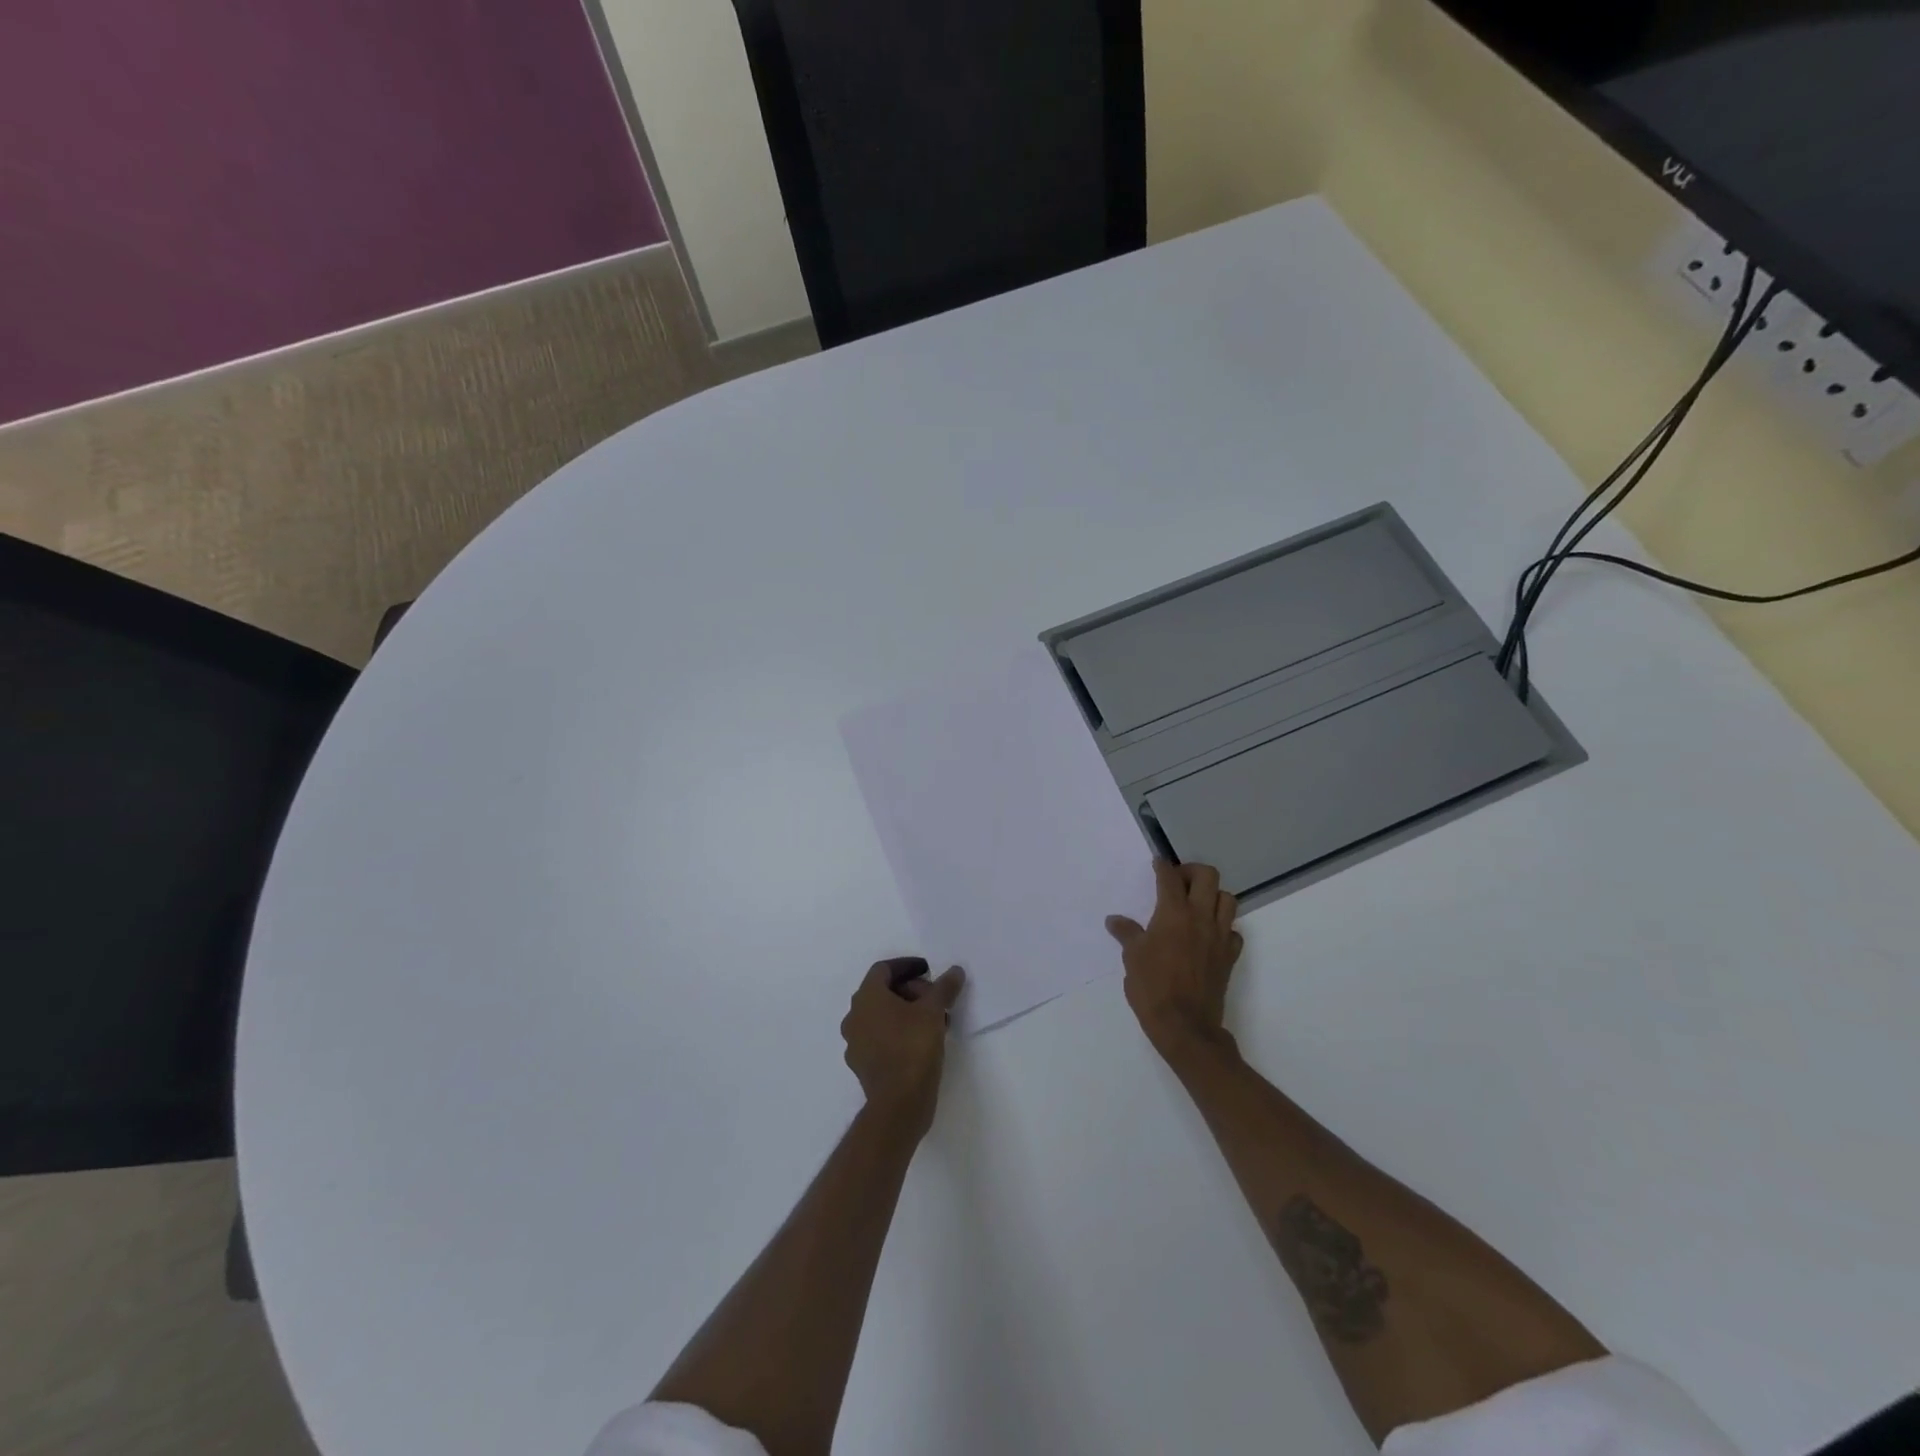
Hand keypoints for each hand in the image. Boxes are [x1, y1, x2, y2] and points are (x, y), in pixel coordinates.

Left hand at [841, 958, 964, 1135]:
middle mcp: (854, 1016)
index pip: (883, 969)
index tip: (928, 971)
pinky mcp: (862, 1064)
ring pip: (882, 1016)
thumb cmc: (913, 1047)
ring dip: (906, 1013)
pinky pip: (880, 1038)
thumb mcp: (934, 1012)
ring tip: (934, 1021)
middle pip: (883, 992)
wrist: (899, 1103)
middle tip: (935, 998)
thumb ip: (944, 987)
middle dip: (911, 990)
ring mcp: (855, 1042)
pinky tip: (921, 1042)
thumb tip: (955, 971)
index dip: (907, 966)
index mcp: (867, 997)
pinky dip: (899, 1032)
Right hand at [1106, 861, 1243, 1062]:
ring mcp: (1219, 936)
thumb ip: (1126, 933)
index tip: (1157, 863)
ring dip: (1212, 895)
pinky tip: (1208, 935)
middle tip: (1178, 881)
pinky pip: (1232, 931)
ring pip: (1227, 899)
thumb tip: (1114, 920)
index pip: (1170, 878)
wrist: (1185, 1026)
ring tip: (1196, 904)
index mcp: (1173, 913)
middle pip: (1207, 876)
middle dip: (1192, 872)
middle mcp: (1200, 917)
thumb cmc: (1152, 988)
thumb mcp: (1131, 958)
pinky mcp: (1229, 956)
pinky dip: (1223, 927)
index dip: (1163, 866)